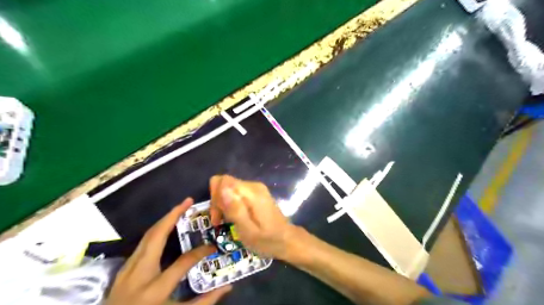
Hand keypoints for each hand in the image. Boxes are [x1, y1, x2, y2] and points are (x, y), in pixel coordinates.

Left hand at [108, 198, 230, 304]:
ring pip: (147, 235)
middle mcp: (139, 274)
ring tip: (180, 208)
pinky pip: (143, 242)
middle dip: (172, 215)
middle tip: (188, 201)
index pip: (183, 262)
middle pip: (156, 236)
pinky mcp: (124, 268)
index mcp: (154, 290)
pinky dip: (156, 230)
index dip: (201, 252)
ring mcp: (127, 269)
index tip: (212, 246)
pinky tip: (166, 226)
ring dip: (164, 219)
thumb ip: (204, 302)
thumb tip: (228, 287)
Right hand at [209, 175, 301, 261]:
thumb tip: (222, 188)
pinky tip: (233, 217)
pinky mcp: (256, 193)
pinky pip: (236, 192)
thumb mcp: (248, 231)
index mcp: (252, 193)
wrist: (286, 239)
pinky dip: (230, 204)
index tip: (217, 215)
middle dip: (217, 201)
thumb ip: (235, 209)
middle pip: (225, 183)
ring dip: (223, 204)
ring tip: (224, 222)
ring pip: (229, 188)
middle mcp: (253, 186)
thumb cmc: (267, 240)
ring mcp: (256, 188)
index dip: (215, 196)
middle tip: (219, 221)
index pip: (223, 181)